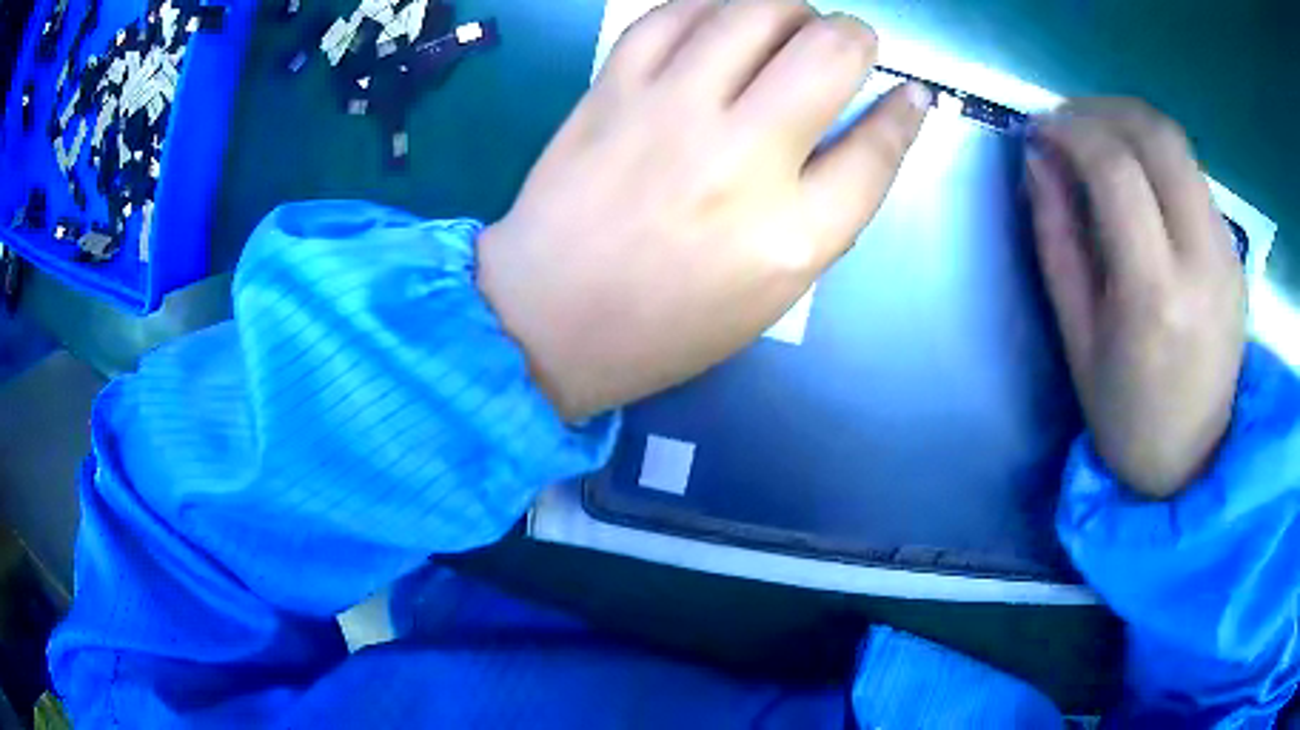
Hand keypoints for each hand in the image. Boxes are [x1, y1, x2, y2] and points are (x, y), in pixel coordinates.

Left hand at [477, 0, 930, 421]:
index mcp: (790, 236)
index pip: (877, 148)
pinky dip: (711, 6)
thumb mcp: (774, 291)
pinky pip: (675, 13)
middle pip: (828, 52)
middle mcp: (739, 160)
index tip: (909, 92)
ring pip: (756, 10)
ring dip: (789, 10)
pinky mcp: (612, 90)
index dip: (905, 111)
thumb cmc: (668, 321)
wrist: (548, 317)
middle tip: (842, 48)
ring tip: (786, 29)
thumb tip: (874, 123)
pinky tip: (720, 23)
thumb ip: (830, 208)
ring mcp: (669, 113)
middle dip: (854, 36)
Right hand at [1028, 100, 1246, 498]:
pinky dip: (1156, 157)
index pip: (1116, 169)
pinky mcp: (1235, 252)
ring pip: (1179, 145)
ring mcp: (1227, 253)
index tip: (1038, 129)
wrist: (1193, 461)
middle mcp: (1202, 260)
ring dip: (1130, 125)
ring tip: (1097, 144)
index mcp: (1155, 293)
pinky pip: (1193, 175)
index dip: (1070, 131)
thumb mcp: (1076, 336)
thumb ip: (1056, 238)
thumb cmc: (1125, 415)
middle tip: (1067, 123)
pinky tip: (1138, 181)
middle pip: (1157, 135)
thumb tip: (1038, 159)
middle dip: (1102, 109)